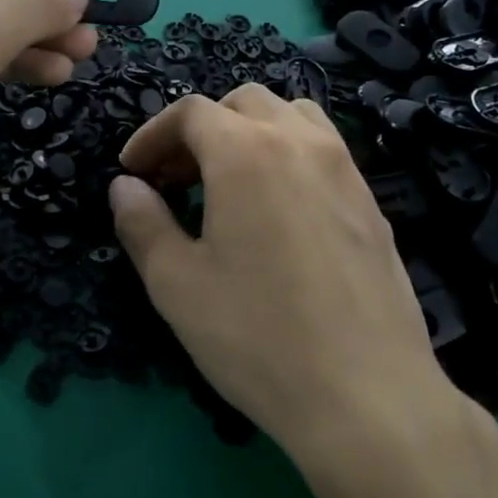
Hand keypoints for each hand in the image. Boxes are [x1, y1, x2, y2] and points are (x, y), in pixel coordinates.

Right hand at [108, 84, 474, 460]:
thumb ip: (142, 223)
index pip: (190, 112)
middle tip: (176, 179)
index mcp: (246, 152)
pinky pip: (323, 150)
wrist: (367, 395)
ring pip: (291, 116)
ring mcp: (345, 169)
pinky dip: (287, 155)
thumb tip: (125, 187)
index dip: (152, 134)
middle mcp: (301, 142)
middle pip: (242, 103)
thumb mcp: (176, 284)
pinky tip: (277, 212)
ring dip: (250, 132)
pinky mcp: (371, 201)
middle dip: (200, 129)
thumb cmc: (257, 336)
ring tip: (228, 182)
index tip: (133, 171)